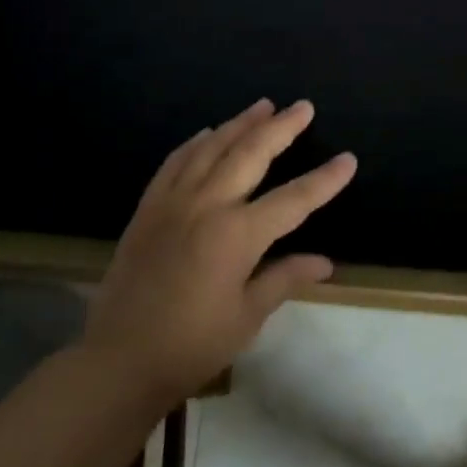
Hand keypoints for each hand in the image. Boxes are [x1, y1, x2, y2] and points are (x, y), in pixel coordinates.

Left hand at [80, 99, 354, 411]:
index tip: (349, 159)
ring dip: (241, 124)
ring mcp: (173, 201)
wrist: (118, 361)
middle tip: (303, 107)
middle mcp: (207, 205)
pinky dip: (195, 142)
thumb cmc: (190, 345)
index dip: (325, 179)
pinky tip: (208, 133)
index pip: (294, 199)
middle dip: (282, 127)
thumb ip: (284, 278)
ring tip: (263, 105)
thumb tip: (324, 262)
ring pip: (212, 148)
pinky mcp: (148, 208)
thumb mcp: (246, 317)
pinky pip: (175, 162)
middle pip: (251, 153)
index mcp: (238, 235)